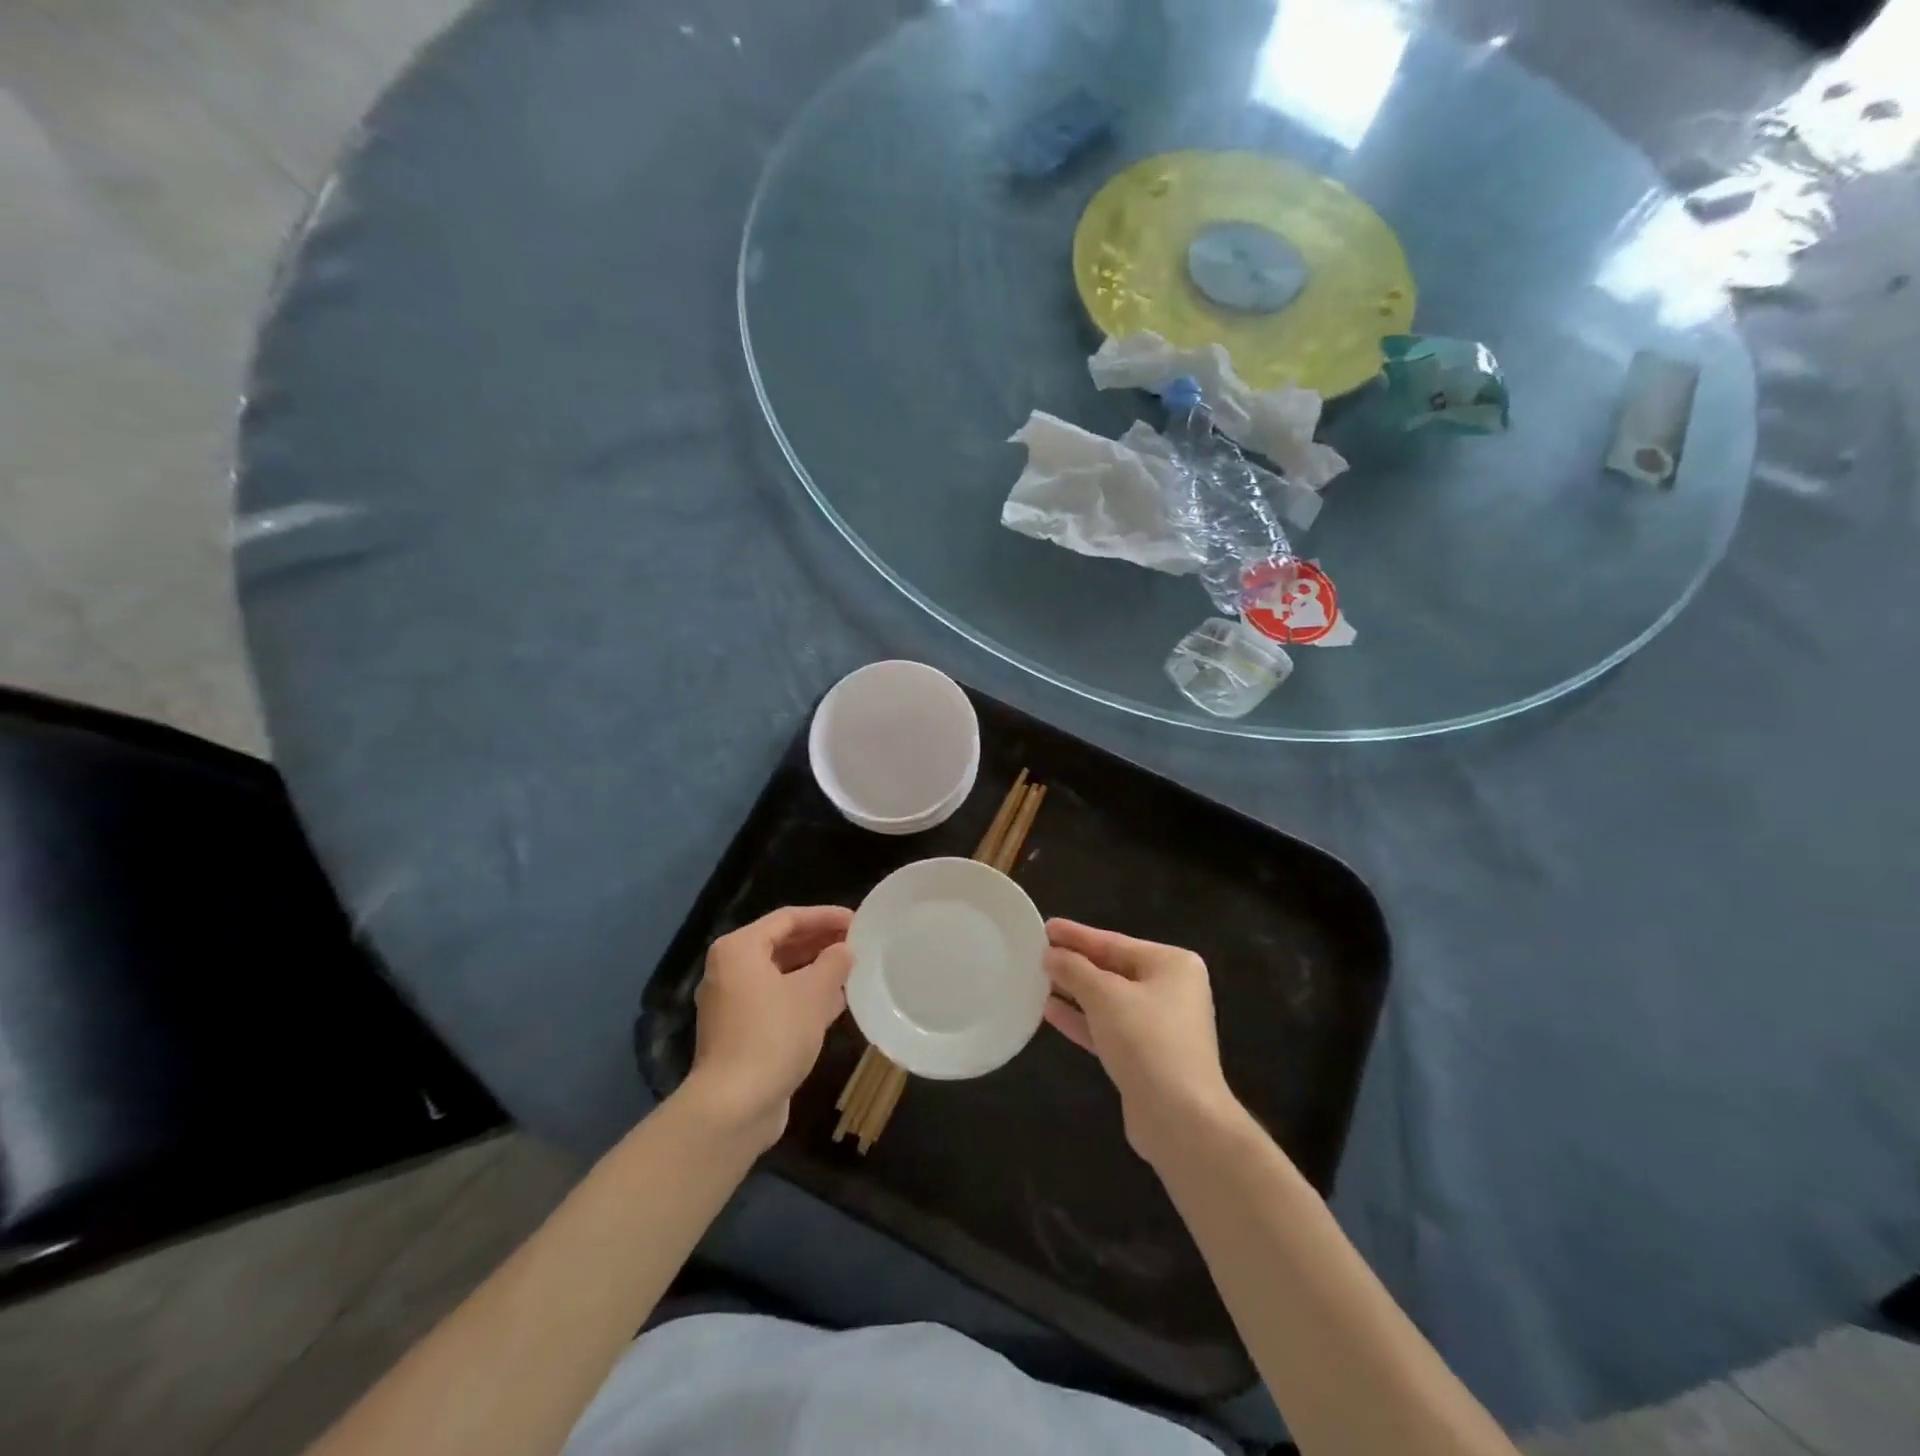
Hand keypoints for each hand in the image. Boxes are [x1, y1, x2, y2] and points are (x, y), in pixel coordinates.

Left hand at [684, 905, 852, 1148]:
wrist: (734, 1107)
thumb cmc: (774, 1035)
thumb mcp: (813, 993)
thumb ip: (834, 963)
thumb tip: (844, 950)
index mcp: (739, 949)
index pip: (788, 918)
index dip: (825, 916)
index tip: (857, 920)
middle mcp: (729, 970)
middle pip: (781, 944)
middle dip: (820, 943)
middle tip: (856, 943)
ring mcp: (732, 1004)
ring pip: (780, 975)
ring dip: (815, 971)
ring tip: (852, 970)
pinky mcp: (740, 1033)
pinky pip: (776, 1001)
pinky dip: (803, 997)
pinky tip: (835, 1003)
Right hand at [1042, 918, 1238, 1164]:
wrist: (1180, 1119)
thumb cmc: (1147, 1041)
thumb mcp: (1105, 995)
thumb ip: (1074, 969)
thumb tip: (1051, 954)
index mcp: (1172, 964)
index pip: (1115, 942)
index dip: (1077, 935)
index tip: (1045, 927)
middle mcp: (1171, 990)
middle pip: (1113, 969)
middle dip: (1075, 963)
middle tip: (1037, 952)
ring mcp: (1161, 1027)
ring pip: (1109, 1001)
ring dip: (1074, 991)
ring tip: (1036, 978)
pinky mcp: (1147, 1058)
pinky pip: (1108, 1028)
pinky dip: (1082, 1020)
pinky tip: (1049, 1011)